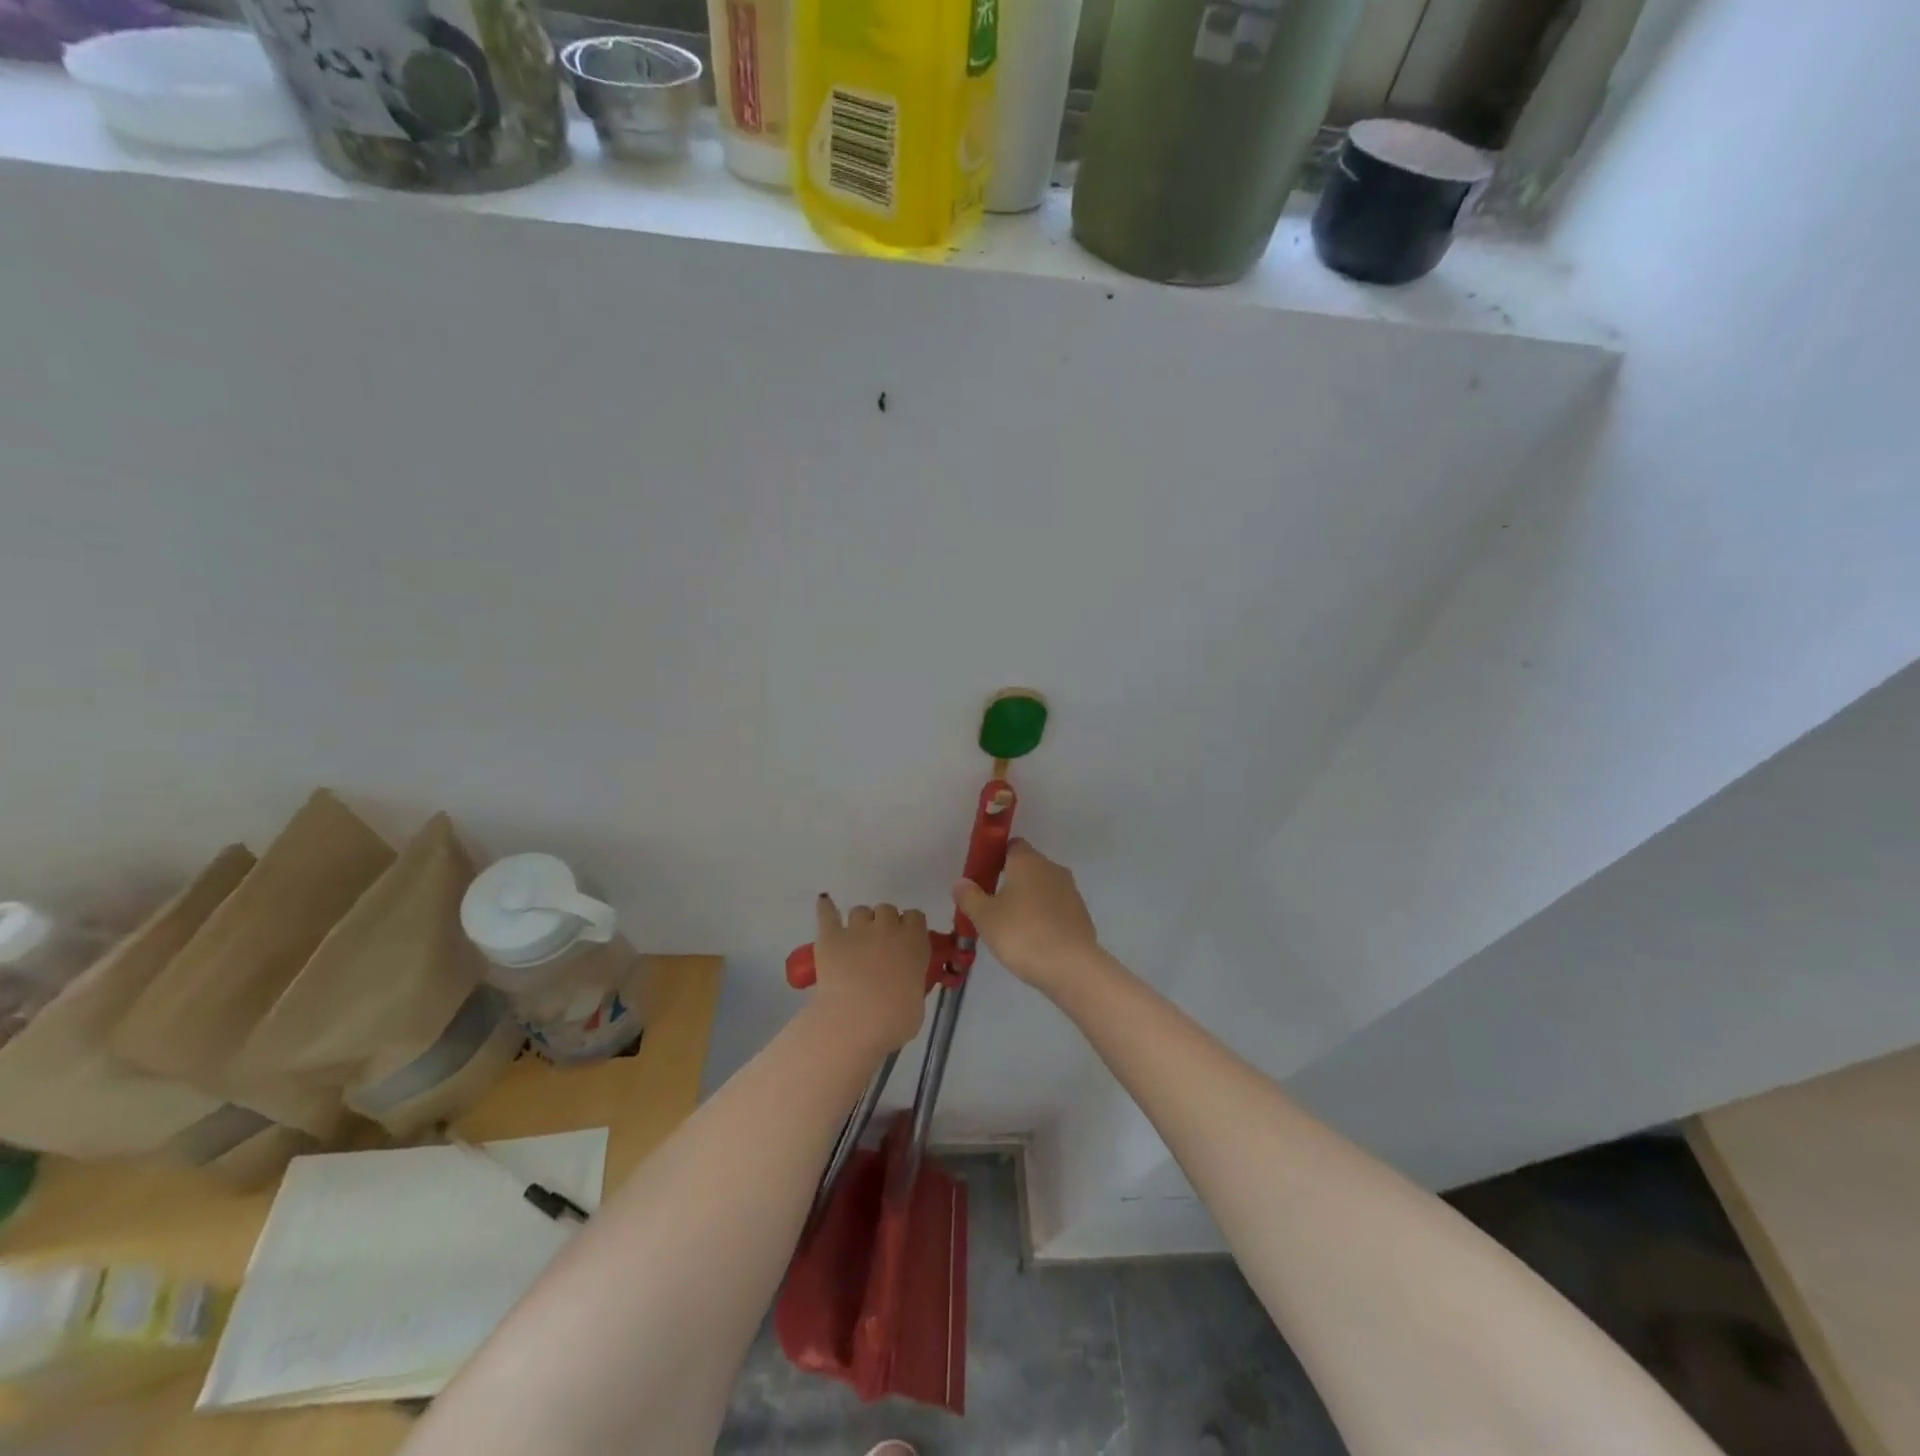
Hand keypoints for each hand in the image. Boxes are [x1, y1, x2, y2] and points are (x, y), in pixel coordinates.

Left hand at [809, 895, 928, 1053]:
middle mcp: (888, 928)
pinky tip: (825, 904)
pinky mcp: (830, 936)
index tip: (905, 941)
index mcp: (914, 942)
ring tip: (855, 940)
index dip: (909, 926)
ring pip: (859, 911)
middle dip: (884, 923)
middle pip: (887, 909)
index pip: (915, 916)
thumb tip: (905, 984)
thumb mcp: (917, 1002)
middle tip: (879, 945)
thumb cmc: (895, 1020)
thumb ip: (912, 982)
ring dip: (860, 922)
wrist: (855, 1021)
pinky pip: (827, 912)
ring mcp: (857, 929)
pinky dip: (826, 908)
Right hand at [953, 840, 1102, 996]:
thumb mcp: (985, 917)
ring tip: (1012, 927)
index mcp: (1028, 861)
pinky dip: (1044, 918)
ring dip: (1029, 901)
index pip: (1012, 845)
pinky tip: (1034, 940)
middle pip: (1028, 867)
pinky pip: (1056, 909)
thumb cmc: (1022, 934)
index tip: (984, 877)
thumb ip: (970, 896)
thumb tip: (961, 882)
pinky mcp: (1081, 915)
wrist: (1071, 967)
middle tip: (992, 906)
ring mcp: (1071, 892)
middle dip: (1011, 881)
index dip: (997, 857)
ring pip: (1043, 888)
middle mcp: (1052, 869)